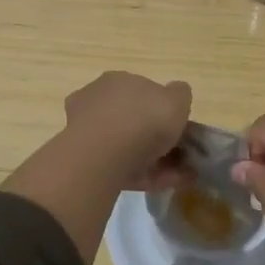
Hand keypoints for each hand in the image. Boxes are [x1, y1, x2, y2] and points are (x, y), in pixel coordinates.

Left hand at [61, 71, 192, 188]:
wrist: (103, 155)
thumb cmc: (143, 120)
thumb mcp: (176, 100)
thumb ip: (180, 95)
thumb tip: (176, 94)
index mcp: (119, 80)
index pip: (142, 93)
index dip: (162, 111)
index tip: (178, 130)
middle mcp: (99, 100)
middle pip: (132, 120)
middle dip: (155, 139)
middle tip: (177, 157)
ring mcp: (87, 131)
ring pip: (126, 146)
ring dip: (153, 161)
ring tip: (175, 177)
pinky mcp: (84, 159)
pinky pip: (120, 166)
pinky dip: (141, 175)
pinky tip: (159, 184)